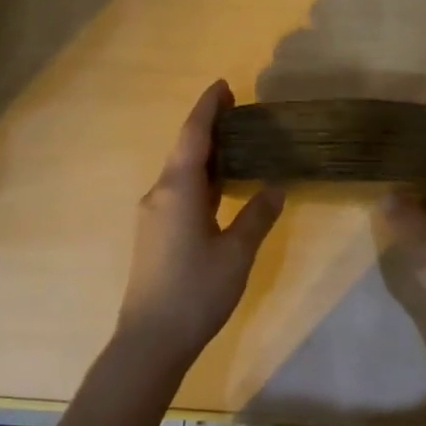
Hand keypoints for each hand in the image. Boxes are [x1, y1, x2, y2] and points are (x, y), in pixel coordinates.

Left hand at [116, 81, 284, 370]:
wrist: (150, 340)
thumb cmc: (196, 291)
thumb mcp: (237, 252)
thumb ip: (257, 216)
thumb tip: (275, 187)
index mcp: (178, 189)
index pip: (193, 135)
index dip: (208, 107)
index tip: (223, 85)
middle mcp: (160, 193)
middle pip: (185, 149)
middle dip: (209, 127)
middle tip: (238, 111)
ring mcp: (154, 214)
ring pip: (181, 171)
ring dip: (205, 154)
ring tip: (236, 143)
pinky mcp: (155, 233)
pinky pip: (179, 191)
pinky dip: (200, 178)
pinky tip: (220, 186)